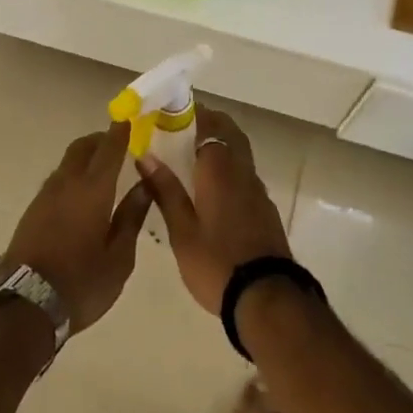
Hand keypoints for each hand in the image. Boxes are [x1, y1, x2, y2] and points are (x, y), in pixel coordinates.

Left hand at [0, 122, 151, 331]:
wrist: (24, 305)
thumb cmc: (81, 283)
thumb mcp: (119, 257)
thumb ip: (132, 217)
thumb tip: (145, 185)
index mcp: (93, 189)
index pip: (109, 148)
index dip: (121, 130)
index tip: (131, 118)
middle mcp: (67, 182)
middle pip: (83, 147)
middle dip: (101, 139)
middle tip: (119, 144)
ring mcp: (45, 195)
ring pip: (68, 162)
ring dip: (85, 158)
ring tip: (103, 171)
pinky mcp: (33, 210)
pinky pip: (57, 180)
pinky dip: (73, 176)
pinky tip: (81, 195)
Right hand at [134, 105, 289, 314]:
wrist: (267, 298)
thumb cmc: (216, 263)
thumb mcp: (181, 231)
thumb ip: (165, 190)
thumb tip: (145, 156)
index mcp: (219, 169)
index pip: (209, 125)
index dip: (192, 115)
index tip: (172, 114)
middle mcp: (242, 171)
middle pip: (230, 133)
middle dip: (209, 124)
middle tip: (183, 130)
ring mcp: (257, 190)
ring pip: (240, 153)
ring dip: (221, 145)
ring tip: (194, 157)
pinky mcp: (265, 209)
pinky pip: (245, 174)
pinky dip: (230, 168)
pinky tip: (214, 188)